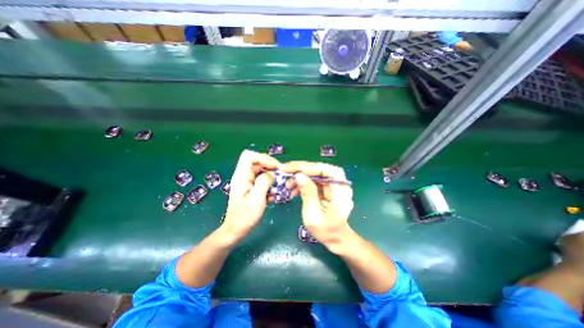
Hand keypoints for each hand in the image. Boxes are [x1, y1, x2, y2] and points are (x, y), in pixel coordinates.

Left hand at [225, 149, 279, 237]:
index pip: (249, 156)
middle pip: (258, 162)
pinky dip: (270, 184)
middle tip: (282, 175)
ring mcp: (248, 182)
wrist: (236, 230)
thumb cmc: (244, 216)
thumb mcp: (256, 199)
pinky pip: (263, 180)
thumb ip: (264, 182)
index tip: (274, 167)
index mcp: (241, 176)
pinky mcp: (252, 188)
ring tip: (280, 185)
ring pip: (262, 171)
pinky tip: (274, 194)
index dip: (263, 157)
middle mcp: (244, 176)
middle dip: (271, 167)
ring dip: (272, 177)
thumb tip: (272, 174)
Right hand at [280, 162, 353, 253]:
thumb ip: (308, 193)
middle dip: (302, 169)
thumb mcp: (313, 214)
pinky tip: (293, 189)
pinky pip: (314, 181)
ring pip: (315, 174)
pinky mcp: (326, 188)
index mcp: (341, 190)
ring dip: (300, 176)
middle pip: (320, 169)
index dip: (309, 168)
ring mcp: (333, 185)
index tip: (292, 169)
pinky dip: (303, 183)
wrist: (335, 238)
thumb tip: (298, 175)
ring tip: (287, 184)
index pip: (326, 170)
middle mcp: (339, 183)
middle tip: (286, 170)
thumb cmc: (326, 230)